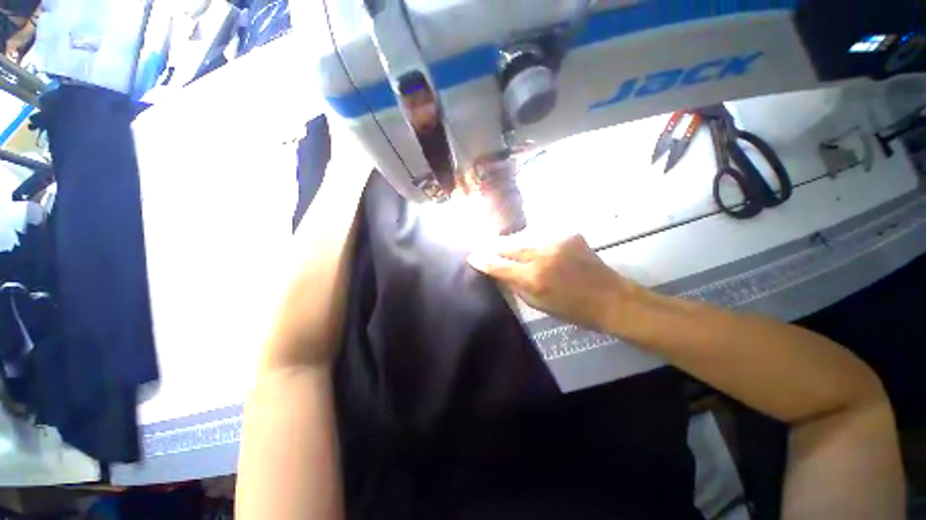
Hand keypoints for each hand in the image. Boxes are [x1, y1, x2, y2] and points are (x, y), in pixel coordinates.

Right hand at [467, 234, 638, 331]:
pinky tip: (533, 247)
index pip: (497, 265)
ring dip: (511, 242)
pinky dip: (531, 240)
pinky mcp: (567, 232)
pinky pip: (539, 234)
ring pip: (521, 236)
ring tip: (507, 247)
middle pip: (506, 244)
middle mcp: (541, 255)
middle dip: (493, 247)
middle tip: (485, 249)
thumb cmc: (571, 308)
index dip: (481, 260)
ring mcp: (555, 240)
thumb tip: (497, 270)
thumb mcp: (537, 303)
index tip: (471, 257)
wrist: (609, 297)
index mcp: (533, 278)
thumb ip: (514, 284)